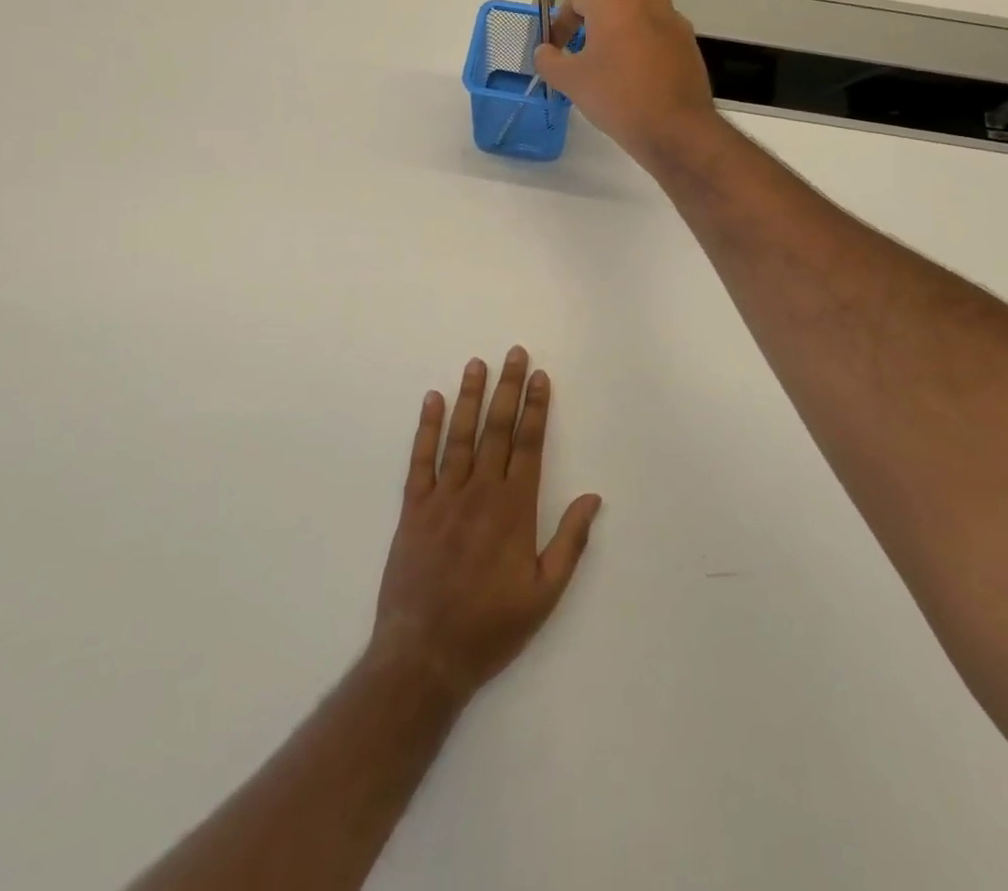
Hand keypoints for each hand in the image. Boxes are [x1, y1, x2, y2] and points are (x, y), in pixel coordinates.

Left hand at [370, 347, 602, 703]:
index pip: (529, 445)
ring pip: (460, 436)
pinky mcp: (414, 509)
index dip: (535, 407)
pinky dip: (427, 428)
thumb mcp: (544, 594)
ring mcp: (443, 497)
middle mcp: (480, 492)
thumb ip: (570, 542)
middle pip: (497, 429)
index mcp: (514, 509)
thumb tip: (593, 498)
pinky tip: (433, 400)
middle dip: (507, 388)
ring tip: (477, 363)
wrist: (425, 655)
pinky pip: (420, 459)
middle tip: (514, 352)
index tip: (539, 376)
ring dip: (470, 396)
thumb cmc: (491, 627)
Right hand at [533, 0, 719, 164]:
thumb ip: (549, 60)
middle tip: (586, 34)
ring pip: (641, 0)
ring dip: (622, 15)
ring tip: (610, 51)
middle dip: (597, 2)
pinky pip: (659, 23)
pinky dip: (644, 33)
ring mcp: (671, 15)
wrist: (675, 127)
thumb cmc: (616, 96)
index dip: (561, 23)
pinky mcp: (687, 38)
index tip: (556, 49)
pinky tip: (636, 67)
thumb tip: (543, 51)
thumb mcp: (570, 81)